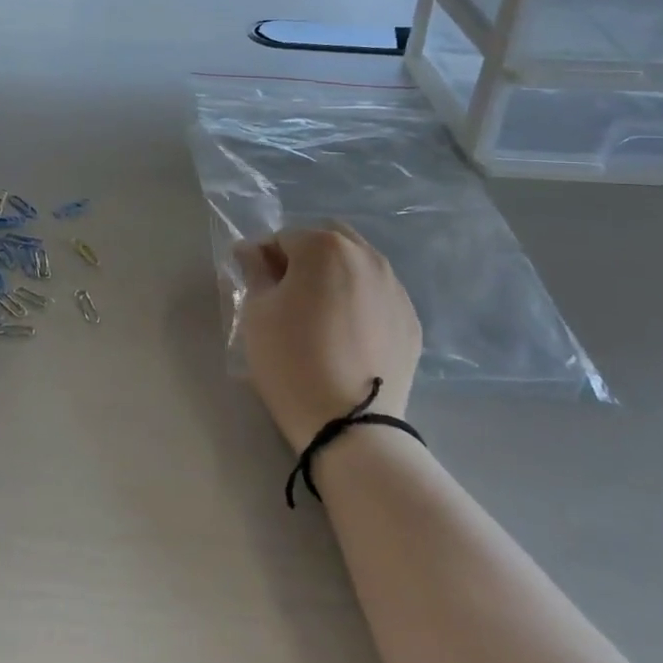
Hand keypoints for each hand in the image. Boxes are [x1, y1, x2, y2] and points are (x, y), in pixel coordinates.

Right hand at [233, 224, 423, 451]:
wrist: (350, 425)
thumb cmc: (291, 359)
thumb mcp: (257, 312)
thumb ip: (254, 270)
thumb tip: (251, 250)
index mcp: (325, 246)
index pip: (284, 238)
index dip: (265, 259)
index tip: (256, 287)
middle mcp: (367, 256)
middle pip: (326, 242)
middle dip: (305, 259)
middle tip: (288, 296)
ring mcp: (395, 288)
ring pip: (357, 267)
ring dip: (335, 278)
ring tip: (320, 317)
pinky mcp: (411, 320)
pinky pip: (377, 297)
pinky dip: (359, 303)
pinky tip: (347, 337)